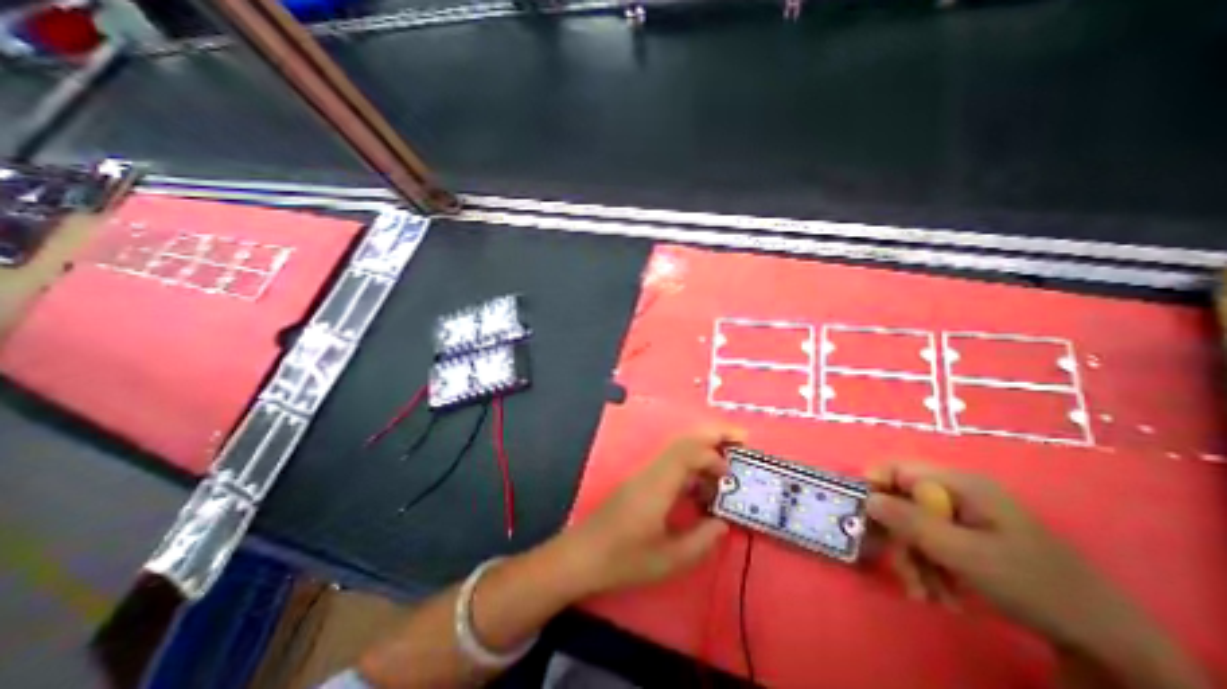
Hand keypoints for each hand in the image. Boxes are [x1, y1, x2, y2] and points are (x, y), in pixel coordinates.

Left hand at [565, 424, 746, 595]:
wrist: (583, 555)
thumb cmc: (623, 559)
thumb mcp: (668, 559)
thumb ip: (700, 540)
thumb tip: (722, 522)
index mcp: (658, 485)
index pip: (689, 453)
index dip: (714, 457)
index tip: (731, 477)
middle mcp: (652, 472)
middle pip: (684, 441)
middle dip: (713, 435)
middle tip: (741, 439)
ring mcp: (645, 475)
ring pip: (677, 450)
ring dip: (703, 451)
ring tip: (725, 468)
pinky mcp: (642, 483)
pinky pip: (671, 465)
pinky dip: (691, 467)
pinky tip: (699, 489)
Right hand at [862, 463, 1128, 644]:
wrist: (1105, 640)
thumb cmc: (1031, 584)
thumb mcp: (964, 553)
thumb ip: (909, 521)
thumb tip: (866, 499)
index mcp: (958, 484)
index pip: (896, 470)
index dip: (874, 489)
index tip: (866, 520)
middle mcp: (956, 494)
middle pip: (902, 503)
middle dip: (899, 539)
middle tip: (907, 574)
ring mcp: (964, 517)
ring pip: (914, 528)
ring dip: (914, 561)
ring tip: (928, 595)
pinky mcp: (969, 539)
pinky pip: (931, 544)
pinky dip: (930, 569)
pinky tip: (942, 595)